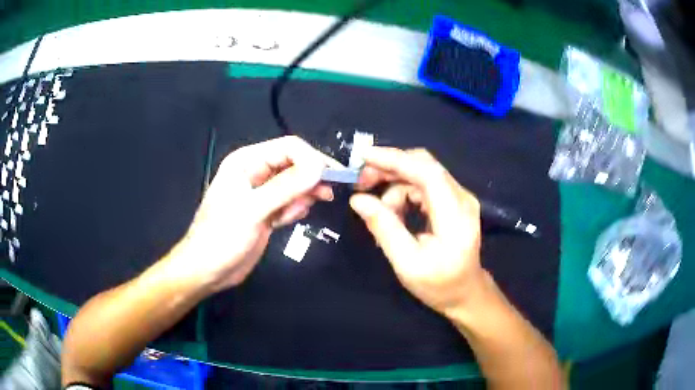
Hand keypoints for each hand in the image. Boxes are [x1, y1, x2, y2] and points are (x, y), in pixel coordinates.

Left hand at [170, 136, 337, 292]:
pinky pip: (291, 203)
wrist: (208, 271)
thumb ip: (285, 188)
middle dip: (311, 178)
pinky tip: (283, 222)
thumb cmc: (221, 237)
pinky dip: (294, 210)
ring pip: (296, 185)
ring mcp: (263, 193)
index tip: (330, 178)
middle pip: (295, 164)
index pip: (289, 148)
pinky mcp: (268, 211)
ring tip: (290, 215)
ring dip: (302, 197)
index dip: (312, 159)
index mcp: (247, 161)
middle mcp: (256, 172)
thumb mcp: (252, 210)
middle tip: (327, 194)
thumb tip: (319, 168)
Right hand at [350, 147, 482, 314]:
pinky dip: (404, 192)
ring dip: (395, 185)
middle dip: (389, 168)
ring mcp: (459, 197)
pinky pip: (424, 185)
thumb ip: (384, 228)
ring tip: (380, 212)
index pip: (427, 172)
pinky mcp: (453, 200)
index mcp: (455, 215)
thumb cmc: (439, 285)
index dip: (395, 160)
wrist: (465, 293)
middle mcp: (461, 197)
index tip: (363, 156)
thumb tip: (358, 200)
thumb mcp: (407, 263)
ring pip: (421, 174)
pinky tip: (394, 212)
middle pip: (424, 165)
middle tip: (361, 182)